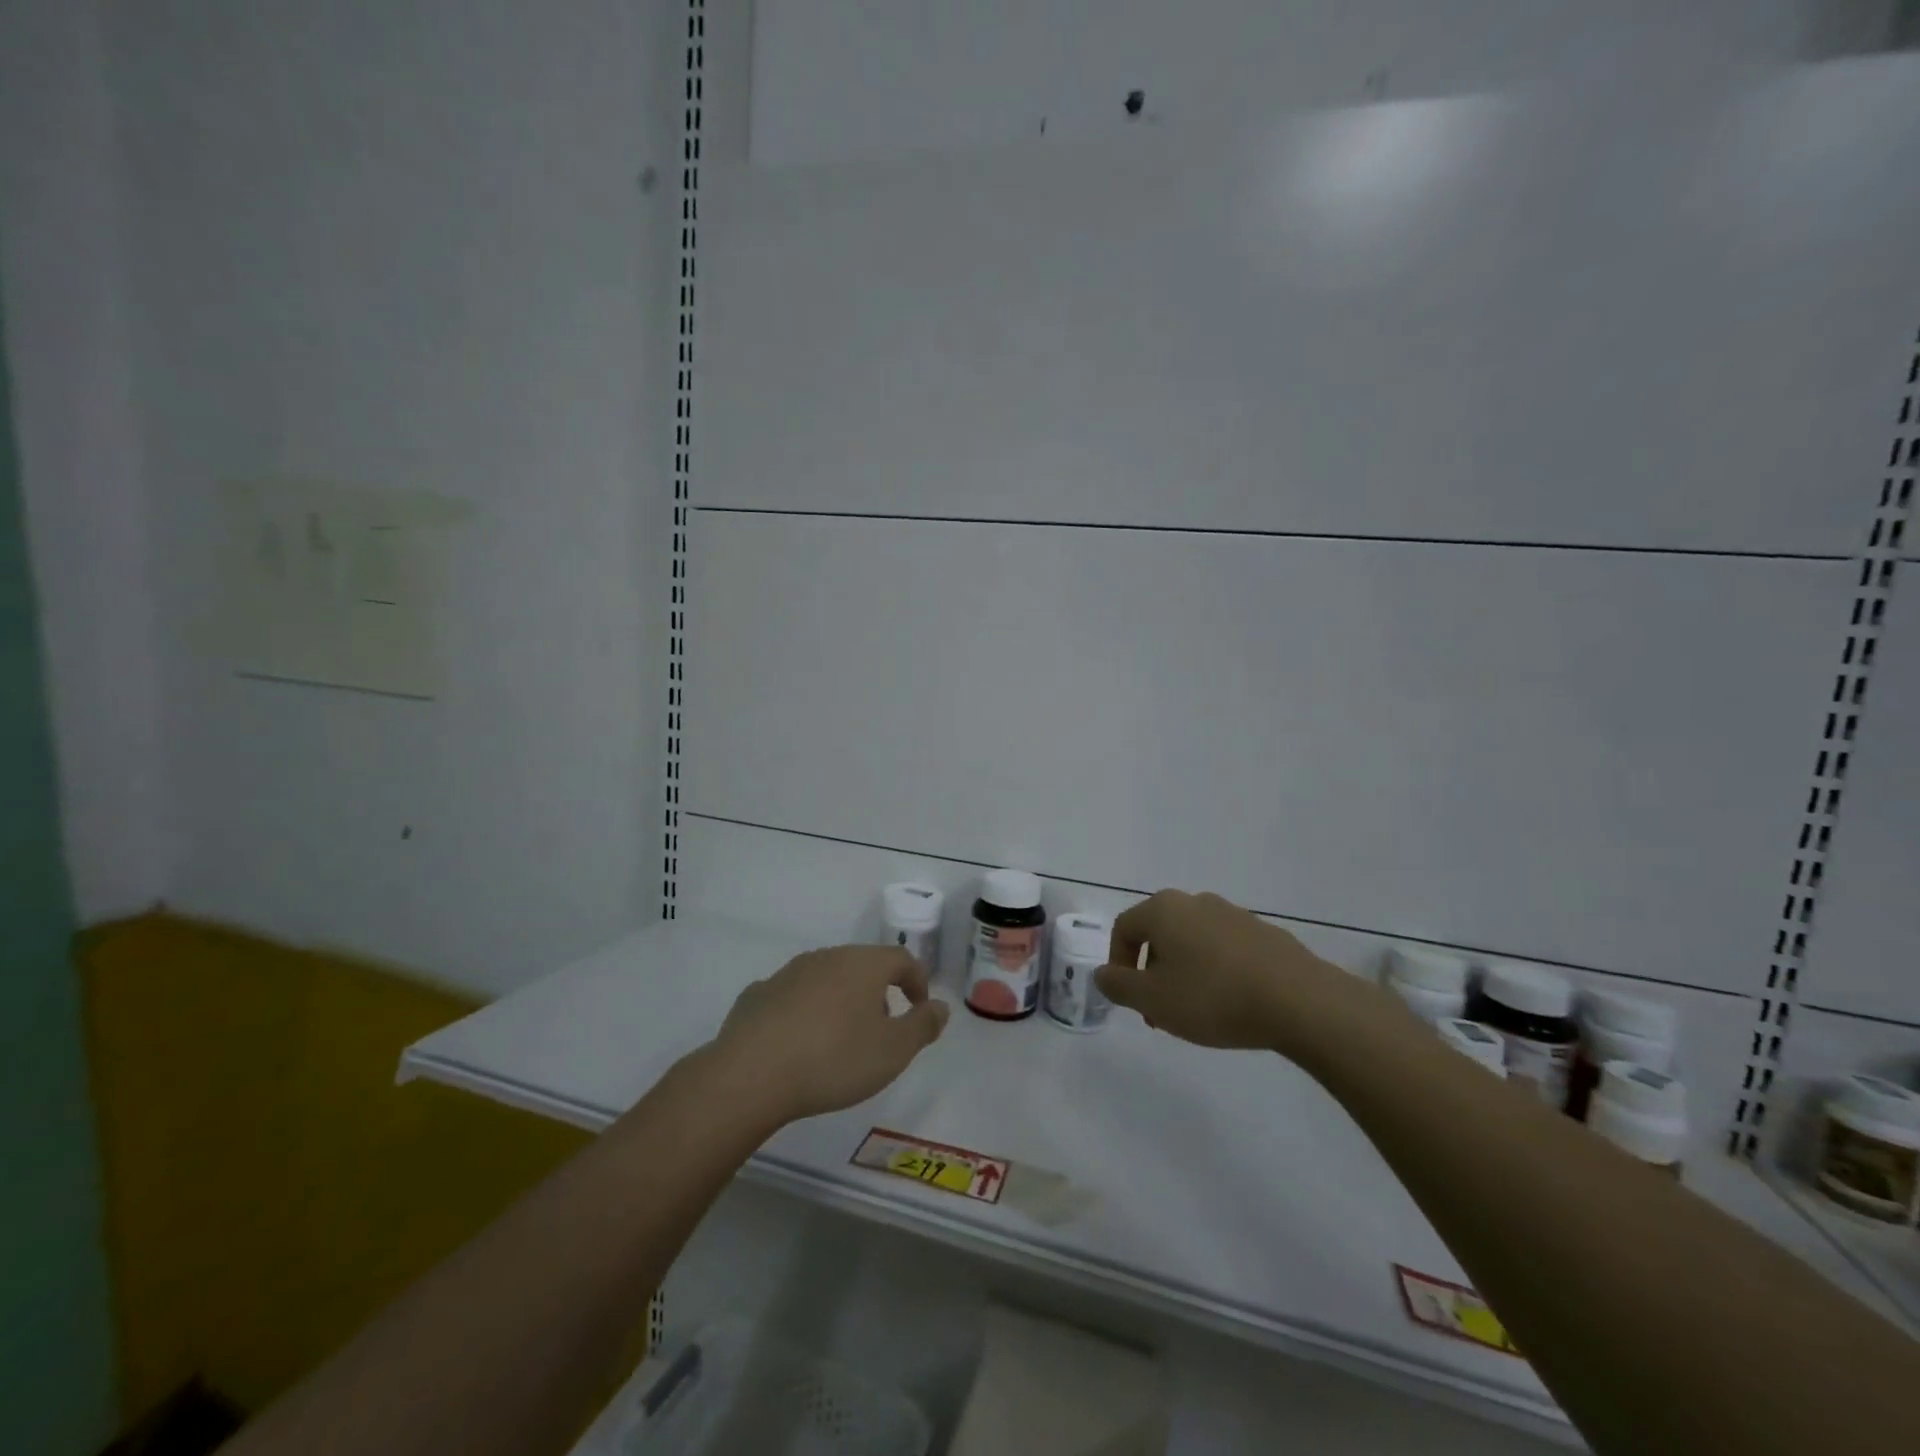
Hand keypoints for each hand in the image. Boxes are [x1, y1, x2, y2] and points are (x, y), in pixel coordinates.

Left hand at [708, 946, 949, 1124]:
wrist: (751, 1075)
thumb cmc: (834, 1059)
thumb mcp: (894, 1051)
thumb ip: (923, 1025)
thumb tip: (940, 1006)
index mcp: (863, 964)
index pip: (902, 959)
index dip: (917, 981)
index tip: (920, 1009)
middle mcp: (827, 957)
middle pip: (863, 965)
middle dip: (878, 991)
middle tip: (884, 1027)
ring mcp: (788, 973)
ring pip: (826, 978)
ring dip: (840, 1000)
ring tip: (841, 1038)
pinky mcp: (757, 995)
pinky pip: (791, 997)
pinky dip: (803, 1012)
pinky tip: (798, 1043)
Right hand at [1095, 890, 1365, 1055]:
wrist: (1299, 1001)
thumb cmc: (1213, 997)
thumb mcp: (1152, 1000)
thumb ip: (1118, 985)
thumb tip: (1102, 973)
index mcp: (1163, 909)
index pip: (1124, 928)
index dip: (1118, 964)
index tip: (1130, 1000)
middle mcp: (1195, 902)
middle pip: (1159, 934)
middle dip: (1152, 972)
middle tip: (1159, 1011)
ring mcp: (1233, 914)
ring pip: (1192, 942)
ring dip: (1183, 973)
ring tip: (1195, 1013)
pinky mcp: (1263, 933)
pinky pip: (1224, 949)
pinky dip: (1215, 972)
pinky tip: (1230, 1004)